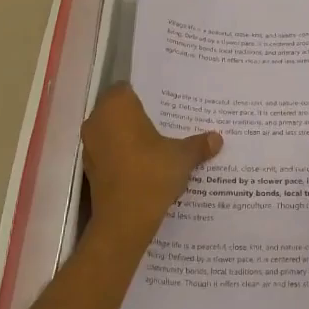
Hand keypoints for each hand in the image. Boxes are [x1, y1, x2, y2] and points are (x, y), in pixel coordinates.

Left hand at [81, 85, 221, 243]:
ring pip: (114, 132)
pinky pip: (110, 152)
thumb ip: (198, 144)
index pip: (128, 87)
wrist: (124, 221)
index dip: (147, 93)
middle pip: (120, 109)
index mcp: (117, 106)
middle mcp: (98, 120)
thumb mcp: (182, 157)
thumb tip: (217, 138)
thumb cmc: (151, 174)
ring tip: (161, 143)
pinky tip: (147, 165)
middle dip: (141, 115)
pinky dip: (125, 155)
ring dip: (132, 136)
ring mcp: (91, 145)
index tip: (167, 101)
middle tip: (169, 121)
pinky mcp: (91, 168)